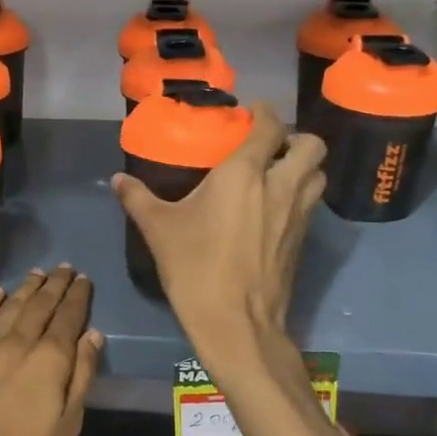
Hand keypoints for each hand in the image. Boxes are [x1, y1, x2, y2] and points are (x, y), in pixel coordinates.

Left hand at [0, 266, 104, 435]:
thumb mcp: (65, 429)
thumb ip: (81, 378)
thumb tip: (92, 335)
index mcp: (49, 361)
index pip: (68, 318)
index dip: (78, 297)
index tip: (84, 280)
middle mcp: (18, 343)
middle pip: (41, 305)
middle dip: (56, 284)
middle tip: (66, 268)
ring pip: (11, 306)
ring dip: (27, 287)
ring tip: (40, 273)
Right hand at [112, 102, 324, 359]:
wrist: (236, 323)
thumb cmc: (195, 268)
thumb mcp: (159, 230)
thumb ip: (138, 198)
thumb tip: (117, 179)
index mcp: (245, 174)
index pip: (270, 127)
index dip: (265, 113)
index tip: (253, 112)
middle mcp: (280, 186)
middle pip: (312, 145)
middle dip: (295, 138)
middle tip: (270, 146)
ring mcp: (298, 215)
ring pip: (319, 174)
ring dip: (304, 166)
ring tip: (278, 173)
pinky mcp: (303, 241)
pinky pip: (313, 204)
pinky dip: (302, 195)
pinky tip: (275, 209)